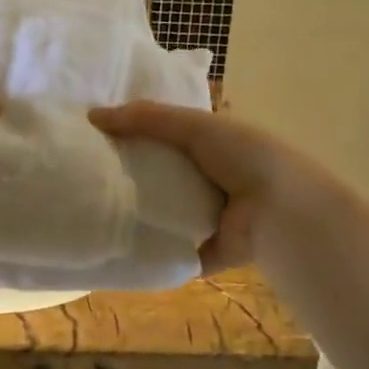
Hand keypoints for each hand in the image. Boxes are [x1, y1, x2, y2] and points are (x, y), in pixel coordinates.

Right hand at [89, 102, 308, 272]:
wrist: (281, 210)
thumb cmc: (243, 157)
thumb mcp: (194, 126)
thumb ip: (146, 118)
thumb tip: (92, 116)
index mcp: (213, 147)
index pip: (167, 139)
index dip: (136, 136)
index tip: (98, 139)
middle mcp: (209, 182)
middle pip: (160, 177)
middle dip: (130, 176)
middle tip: (87, 176)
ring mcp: (207, 219)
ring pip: (161, 215)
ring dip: (135, 214)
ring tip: (91, 209)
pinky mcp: (204, 252)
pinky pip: (169, 251)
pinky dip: (147, 250)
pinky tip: (112, 246)